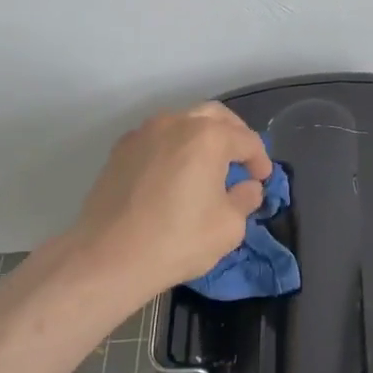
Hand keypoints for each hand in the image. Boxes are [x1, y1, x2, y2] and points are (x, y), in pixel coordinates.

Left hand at [71, 102, 272, 298]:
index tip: (262, 179)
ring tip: (208, 164)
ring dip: (201, 137)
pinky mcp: (120, 150)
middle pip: (214, 116)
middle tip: (241, 160)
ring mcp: (143, 133)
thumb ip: (245, 199)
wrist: (109, 256)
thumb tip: (247, 186)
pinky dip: (173, 147)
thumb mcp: (229, 226)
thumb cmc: (178, 240)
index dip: (260, 159)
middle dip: (234, 135)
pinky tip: (174, 173)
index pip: (246, 139)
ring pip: (182, 122)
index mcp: (208, 136)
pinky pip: (157, 138)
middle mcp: (175, 123)